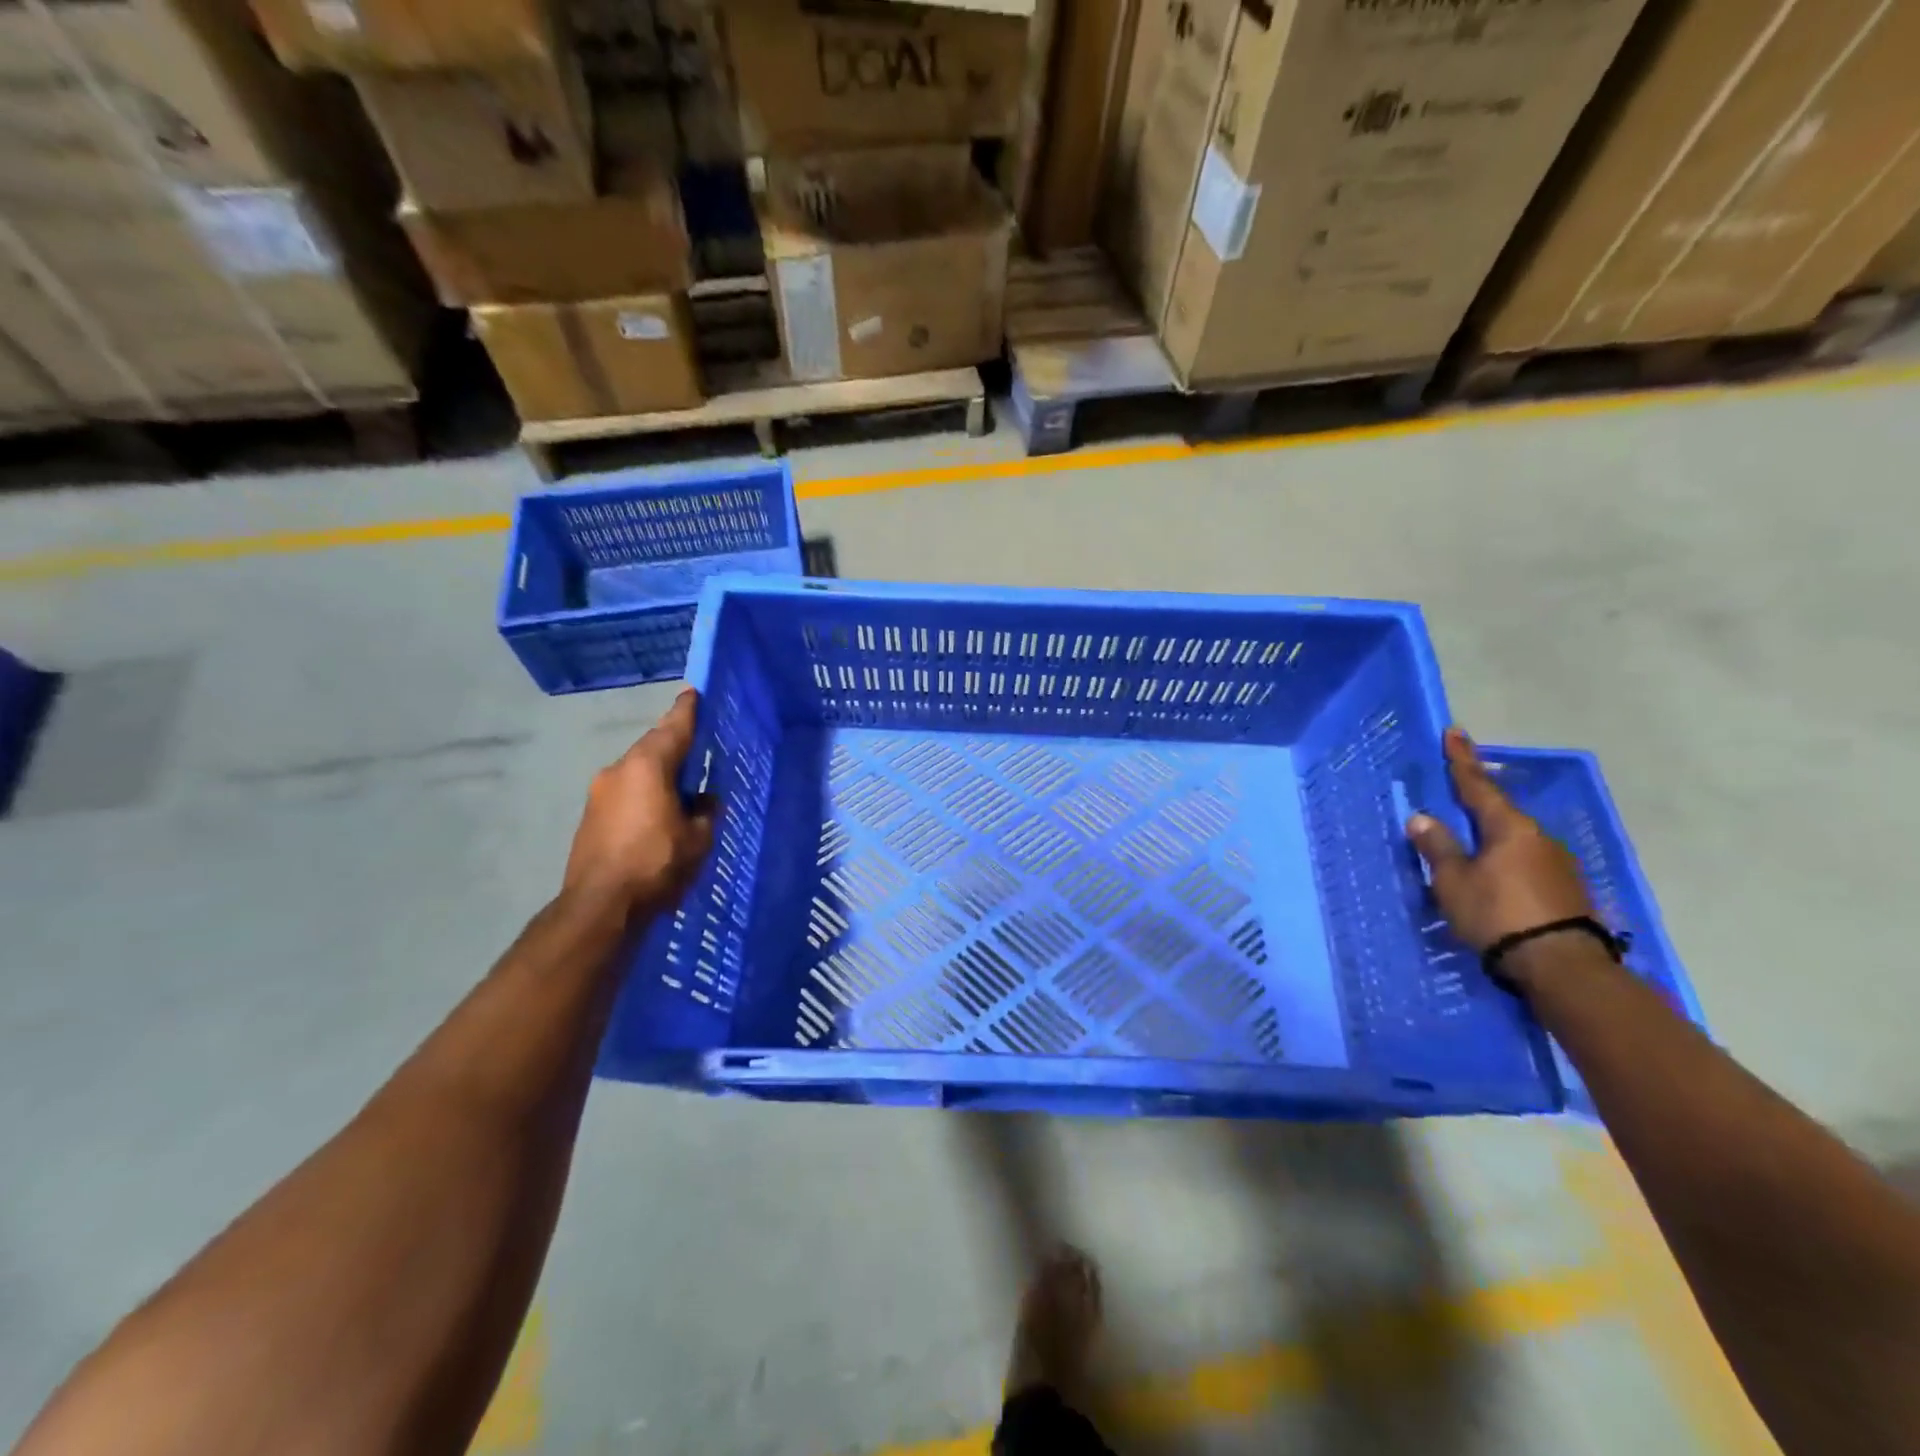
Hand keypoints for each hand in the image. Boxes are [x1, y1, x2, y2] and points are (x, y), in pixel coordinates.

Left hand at [563, 690, 715, 918]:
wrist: (600, 906)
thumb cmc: (656, 863)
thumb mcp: (697, 838)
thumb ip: (705, 811)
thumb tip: (704, 799)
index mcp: (647, 766)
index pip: (673, 727)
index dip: (687, 710)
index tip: (694, 692)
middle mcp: (619, 770)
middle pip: (653, 747)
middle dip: (675, 744)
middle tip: (699, 745)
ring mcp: (599, 793)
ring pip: (637, 771)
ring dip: (659, 773)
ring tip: (683, 785)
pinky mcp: (591, 816)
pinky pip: (626, 792)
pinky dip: (645, 793)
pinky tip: (659, 812)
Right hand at [1406, 729, 1593, 954]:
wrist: (1560, 966)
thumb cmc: (1497, 914)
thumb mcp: (1454, 882)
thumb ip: (1438, 848)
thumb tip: (1422, 818)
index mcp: (1509, 828)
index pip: (1477, 785)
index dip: (1462, 759)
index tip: (1454, 732)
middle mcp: (1538, 838)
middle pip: (1499, 811)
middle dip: (1476, 799)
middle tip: (1455, 786)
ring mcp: (1556, 864)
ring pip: (1513, 838)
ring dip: (1489, 834)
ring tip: (1467, 839)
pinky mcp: (1564, 889)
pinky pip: (1524, 860)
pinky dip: (1503, 858)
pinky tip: (1492, 871)